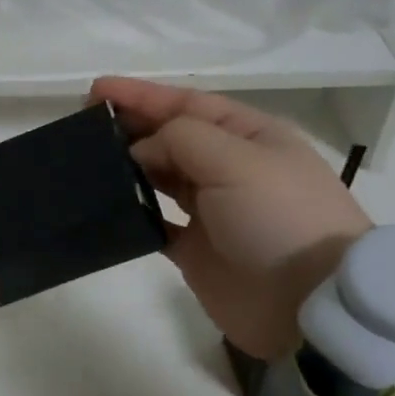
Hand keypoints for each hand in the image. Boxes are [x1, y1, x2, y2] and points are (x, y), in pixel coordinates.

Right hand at [92, 78, 371, 360]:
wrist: (311, 305)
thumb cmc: (279, 218)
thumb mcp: (237, 161)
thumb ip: (181, 140)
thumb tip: (140, 151)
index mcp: (247, 135)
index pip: (186, 103)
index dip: (141, 95)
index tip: (95, 90)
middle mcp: (228, 166)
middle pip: (169, 137)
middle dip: (129, 126)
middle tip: (84, 127)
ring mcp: (211, 210)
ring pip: (159, 177)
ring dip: (127, 166)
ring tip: (87, 162)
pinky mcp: (195, 249)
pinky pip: (154, 223)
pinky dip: (132, 213)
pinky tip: (107, 206)